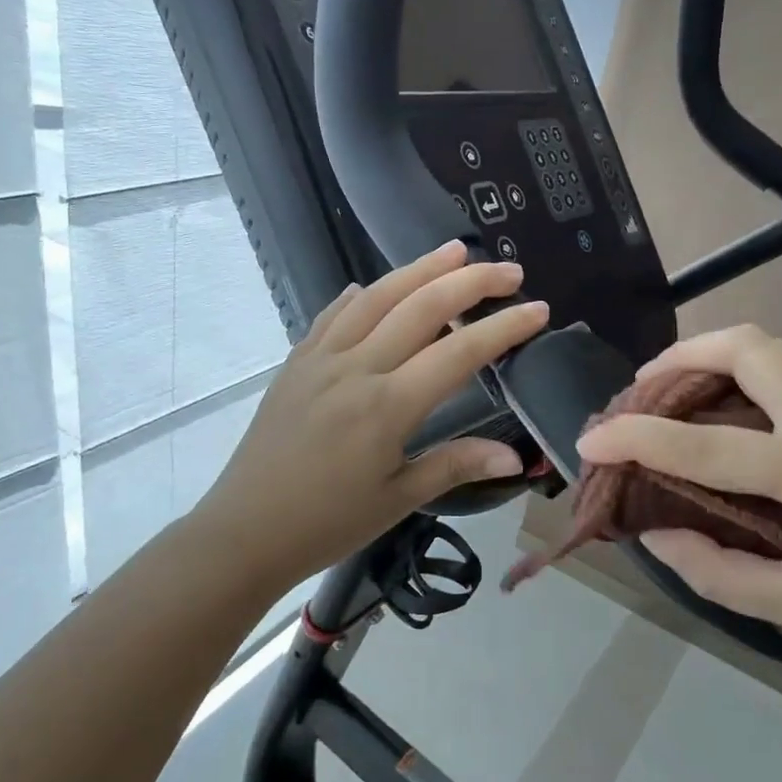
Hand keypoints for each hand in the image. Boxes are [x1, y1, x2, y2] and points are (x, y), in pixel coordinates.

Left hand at [194, 243, 548, 590]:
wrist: (243, 531)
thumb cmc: (326, 523)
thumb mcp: (398, 499)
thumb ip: (456, 466)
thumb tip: (517, 457)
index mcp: (387, 406)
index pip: (459, 352)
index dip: (504, 327)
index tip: (538, 309)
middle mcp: (356, 367)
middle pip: (421, 306)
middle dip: (471, 282)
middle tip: (508, 270)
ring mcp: (320, 359)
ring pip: (376, 297)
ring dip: (419, 268)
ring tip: (455, 250)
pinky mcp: (296, 362)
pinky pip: (332, 315)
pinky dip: (360, 295)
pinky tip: (371, 287)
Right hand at [574, 326, 781, 692]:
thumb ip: (717, 571)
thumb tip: (657, 534)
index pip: (707, 444)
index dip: (637, 439)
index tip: (590, 440)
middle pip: (751, 347)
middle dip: (682, 357)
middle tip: (640, 391)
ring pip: (778, 348)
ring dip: (717, 355)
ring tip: (677, 390)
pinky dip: (751, 370)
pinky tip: (733, 408)